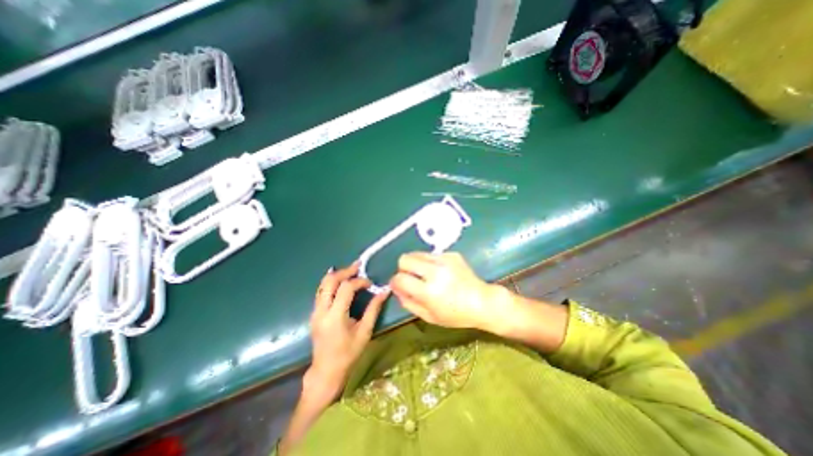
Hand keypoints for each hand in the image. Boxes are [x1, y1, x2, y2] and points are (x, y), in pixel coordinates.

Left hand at [308, 262, 390, 399]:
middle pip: (330, 281)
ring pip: (323, 284)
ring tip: (351, 270)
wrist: (326, 371)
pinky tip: (340, 280)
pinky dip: (331, 282)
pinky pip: (321, 291)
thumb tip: (385, 291)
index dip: (359, 281)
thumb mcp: (365, 332)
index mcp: (335, 316)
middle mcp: (322, 311)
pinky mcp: (314, 313)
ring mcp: (315, 312)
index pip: (346, 288)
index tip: (370, 284)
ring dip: (337, 275)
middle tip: (358, 266)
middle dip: (345, 271)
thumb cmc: (348, 354)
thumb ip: (374, 309)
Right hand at [389, 253, 509, 333]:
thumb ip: (408, 302)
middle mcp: (435, 272)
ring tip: (425, 274)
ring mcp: (444, 260)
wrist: (483, 302)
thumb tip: (396, 289)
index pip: (400, 278)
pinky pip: (432, 254)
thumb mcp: (429, 316)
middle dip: (403, 268)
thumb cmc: (456, 315)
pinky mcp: (452, 254)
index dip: (394, 282)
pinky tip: (441, 272)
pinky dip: (430, 262)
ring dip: (416, 263)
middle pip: (405, 258)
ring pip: (417, 253)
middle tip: (410, 277)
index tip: (398, 285)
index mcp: (429, 291)